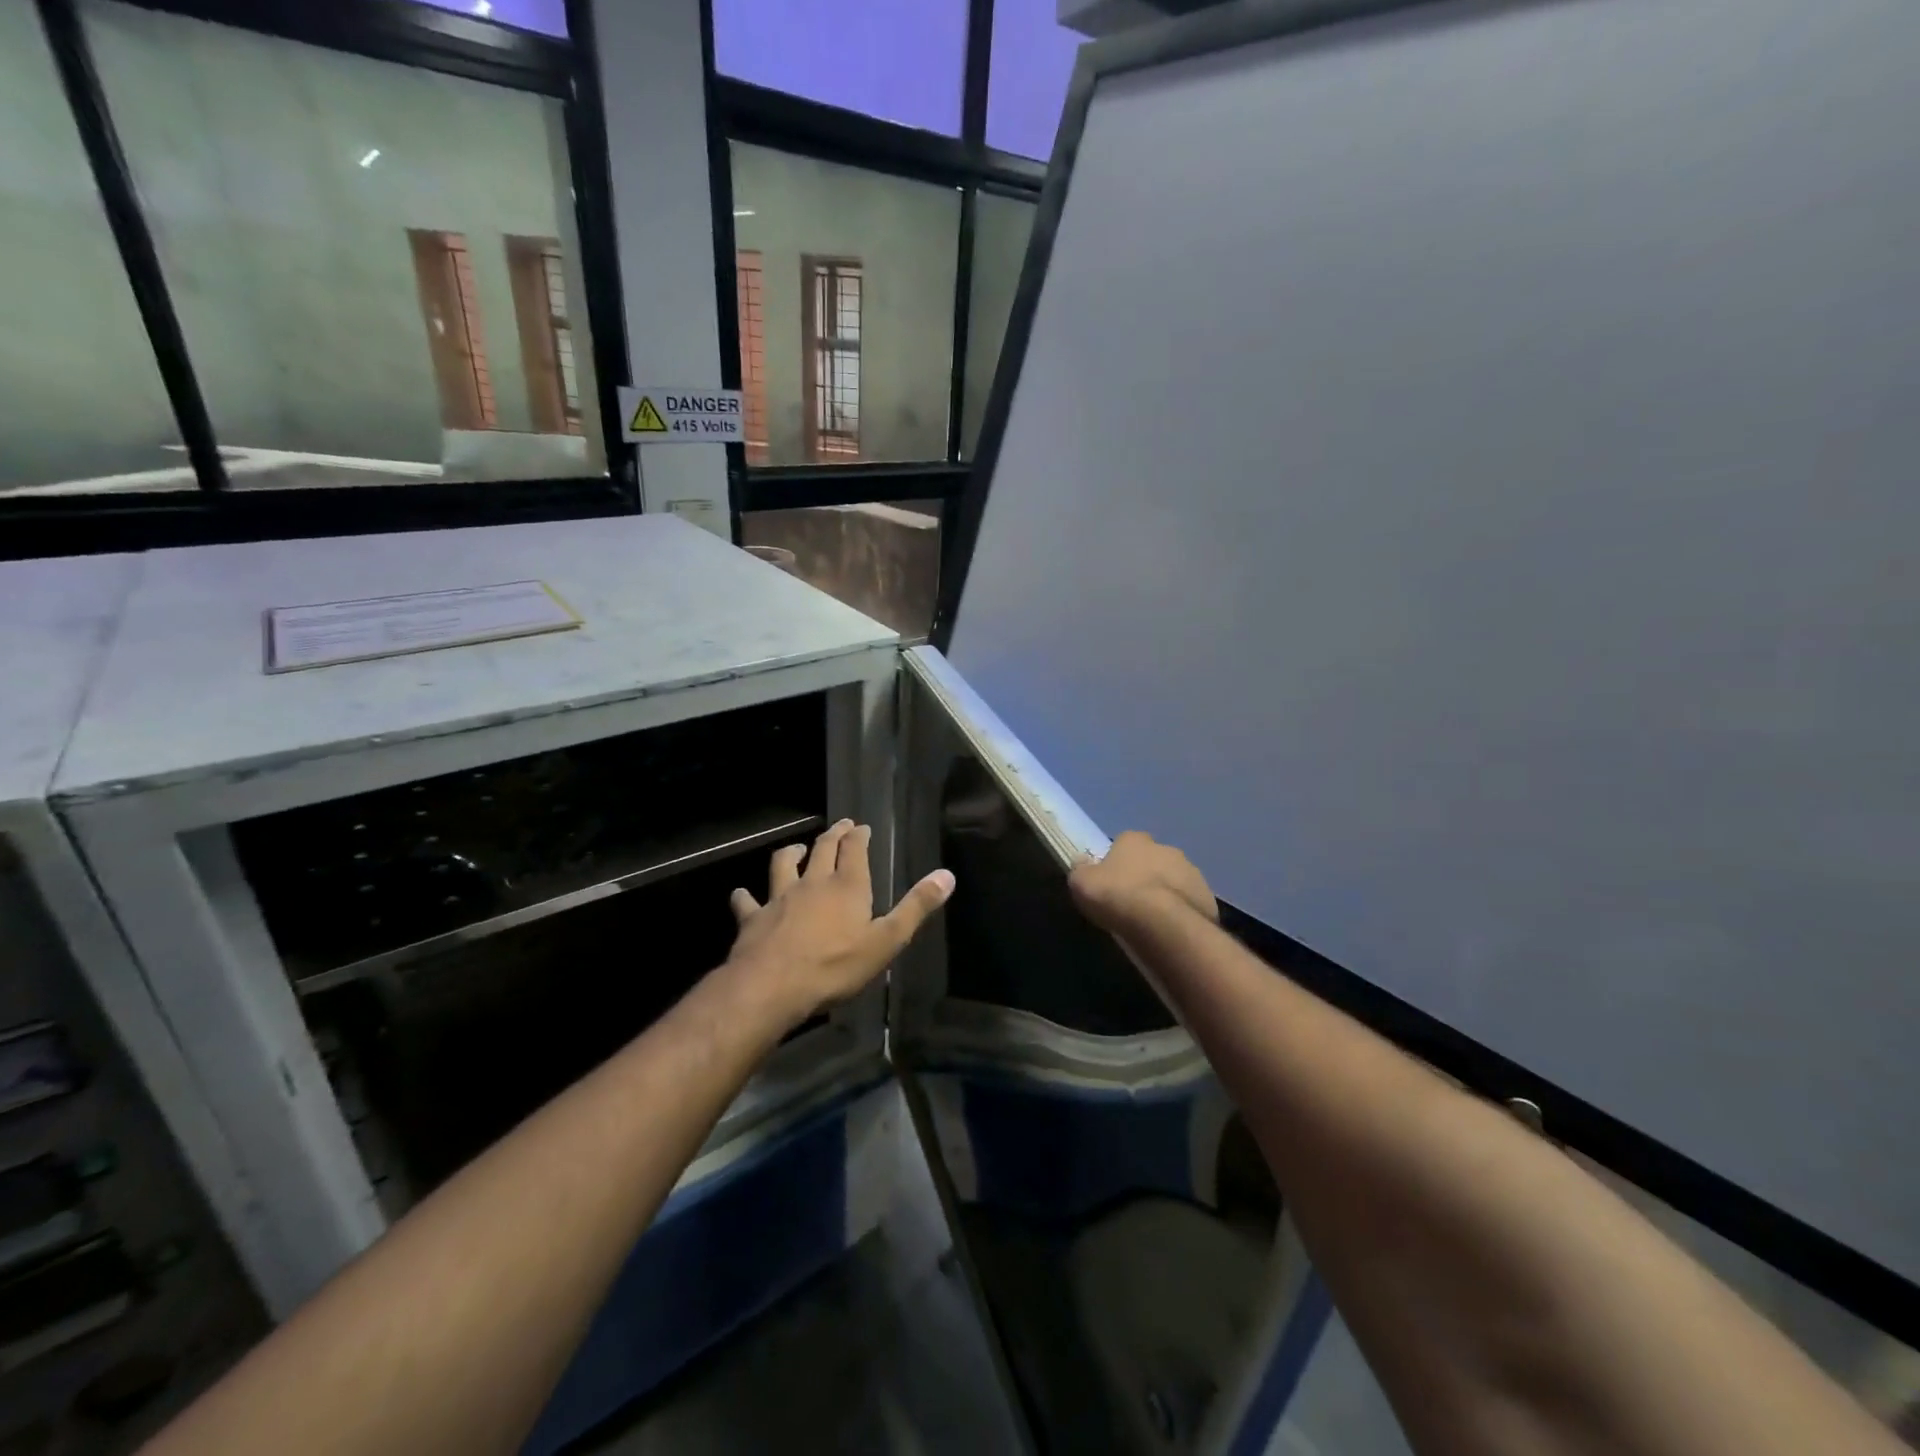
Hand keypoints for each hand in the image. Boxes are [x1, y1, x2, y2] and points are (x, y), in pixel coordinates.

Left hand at [726, 820, 955, 1028]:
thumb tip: (947, 876)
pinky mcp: (753, 919)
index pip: (855, 849)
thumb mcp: (887, 941)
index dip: (859, 835)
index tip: (861, 826)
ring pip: (783, 865)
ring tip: (795, 848)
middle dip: (833, 834)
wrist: (773, 986)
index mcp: (847, 886)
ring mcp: (779, 898)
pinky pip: (747, 902)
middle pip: (822, 849)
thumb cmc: (836, 965)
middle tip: (840, 825)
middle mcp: (813, 883)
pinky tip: (741, 894)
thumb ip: (916, 907)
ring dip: (790, 854)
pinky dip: (744, 896)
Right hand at [1069, 831, 1217, 936]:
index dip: (1117, 863)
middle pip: (1152, 860)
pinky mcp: (1207, 897)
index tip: (1111, 883)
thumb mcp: (1082, 883)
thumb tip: (1081, 861)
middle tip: (1133, 902)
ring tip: (1153, 921)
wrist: (1162, 923)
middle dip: (1145, 876)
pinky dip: (1182, 912)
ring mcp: (1191, 872)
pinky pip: (1190, 903)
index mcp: (1135, 839)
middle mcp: (1166, 848)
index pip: (1123, 844)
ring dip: (1166, 893)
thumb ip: (1081, 869)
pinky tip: (1171, 930)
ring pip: (1174, 880)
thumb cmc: (1117, 896)